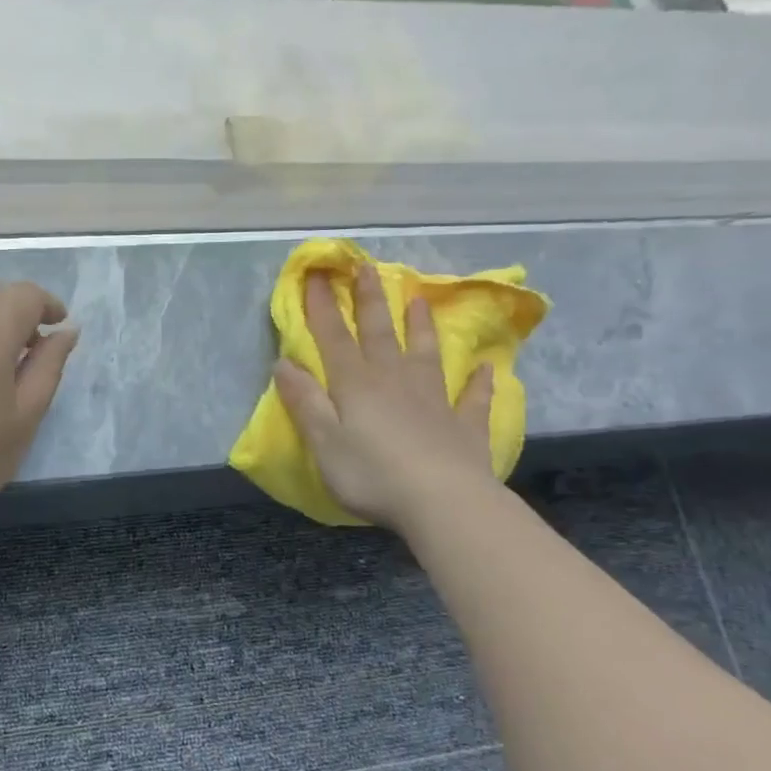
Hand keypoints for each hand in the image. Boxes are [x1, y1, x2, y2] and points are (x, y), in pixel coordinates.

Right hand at [273, 265, 497, 534]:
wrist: (443, 502)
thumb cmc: (372, 474)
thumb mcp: (324, 441)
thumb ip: (305, 401)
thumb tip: (284, 363)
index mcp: (356, 385)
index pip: (333, 338)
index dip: (322, 308)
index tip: (318, 276)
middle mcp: (395, 382)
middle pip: (379, 334)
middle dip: (370, 301)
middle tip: (368, 268)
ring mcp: (434, 401)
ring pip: (425, 354)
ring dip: (421, 327)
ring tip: (420, 301)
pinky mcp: (464, 426)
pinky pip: (472, 399)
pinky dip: (479, 383)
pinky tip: (486, 370)